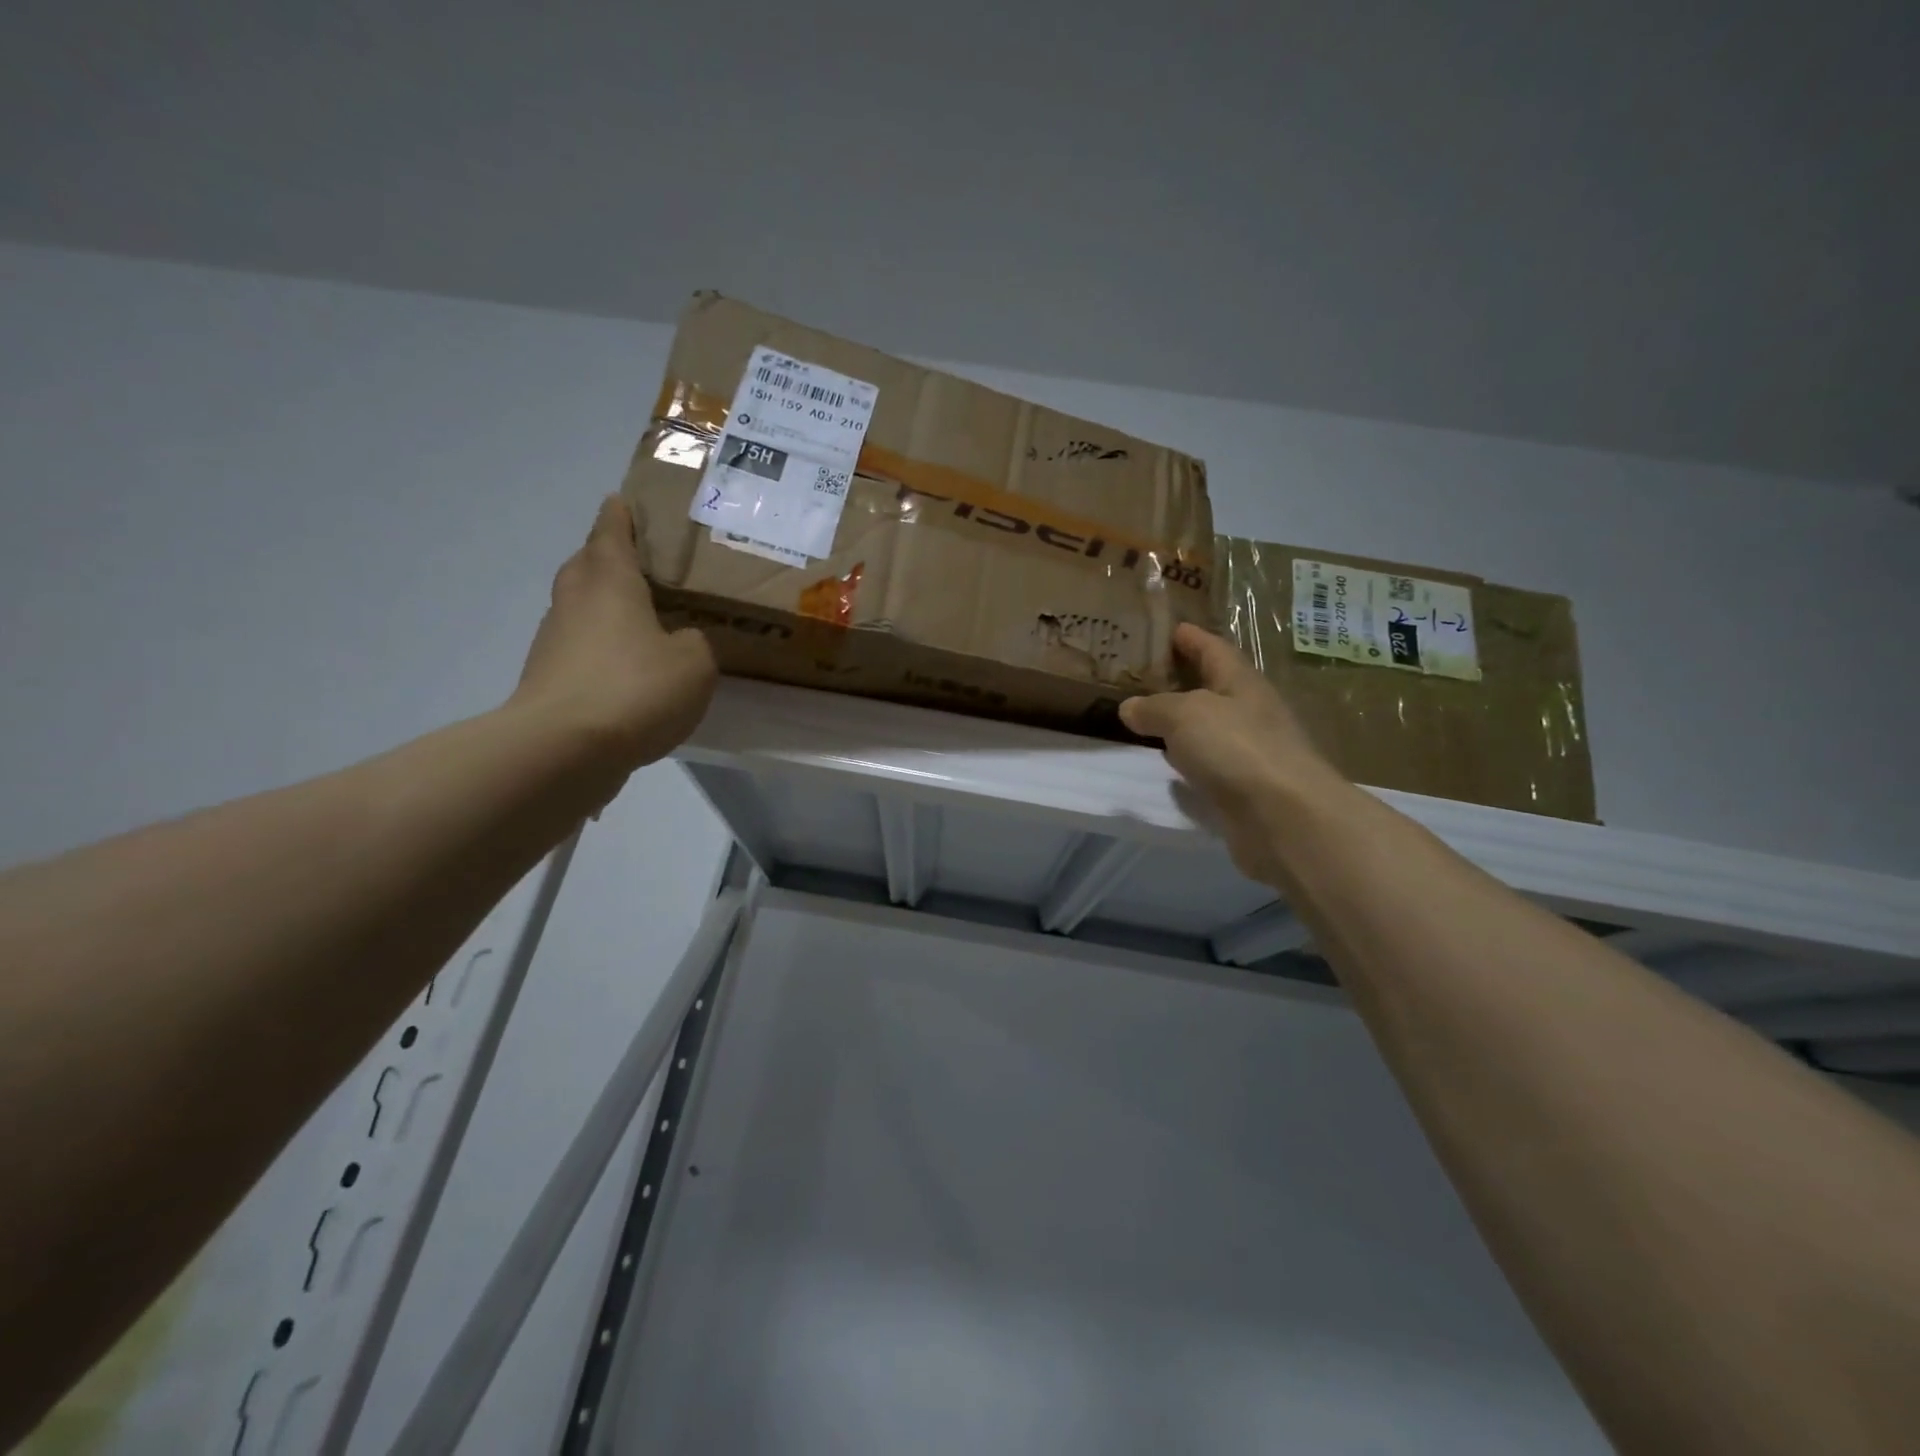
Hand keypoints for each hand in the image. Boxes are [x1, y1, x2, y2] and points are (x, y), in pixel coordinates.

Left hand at [512, 496, 716, 771]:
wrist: (563, 749)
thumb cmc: (634, 688)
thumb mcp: (694, 663)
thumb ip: (694, 642)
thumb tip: (680, 641)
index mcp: (609, 581)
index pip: (611, 531)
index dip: (621, 515)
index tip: (626, 501)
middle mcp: (575, 601)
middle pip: (587, 565)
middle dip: (608, 557)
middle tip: (644, 564)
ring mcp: (555, 641)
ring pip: (581, 608)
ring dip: (605, 607)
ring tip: (643, 620)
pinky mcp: (549, 679)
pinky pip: (581, 649)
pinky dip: (602, 650)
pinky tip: (630, 671)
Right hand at [1120, 624, 1348, 884]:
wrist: (1284, 818)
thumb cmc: (1237, 749)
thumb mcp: (1185, 715)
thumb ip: (1154, 708)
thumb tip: (1129, 707)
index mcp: (1242, 682)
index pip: (1214, 650)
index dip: (1193, 638)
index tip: (1172, 628)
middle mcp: (1251, 712)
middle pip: (1215, 688)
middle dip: (1185, 680)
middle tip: (1147, 675)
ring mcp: (1252, 752)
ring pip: (1211, 728)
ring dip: (1184, 723)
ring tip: (1148, 719)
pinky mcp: (1246, 787)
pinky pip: (1210, 764)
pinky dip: (1189, 759)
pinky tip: (1169, 765)